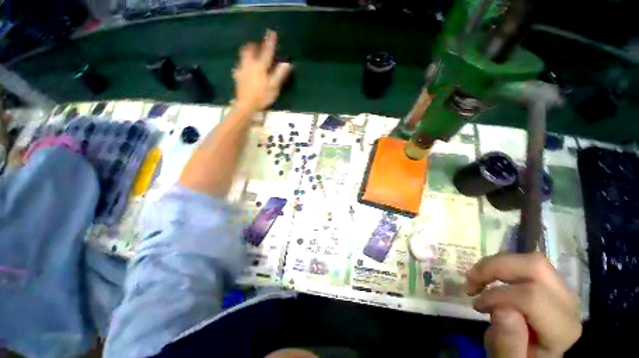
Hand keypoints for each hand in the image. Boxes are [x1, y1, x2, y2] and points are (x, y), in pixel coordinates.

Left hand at [233, 30, 291, 113]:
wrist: (245, 105)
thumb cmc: (262, 96)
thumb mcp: (273, 87)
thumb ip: (279, 75)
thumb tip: (287, 64)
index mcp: (260, 66)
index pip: (266, 52)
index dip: (270, 42)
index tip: (271, 32)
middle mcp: (249, 65)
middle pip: (249, 50)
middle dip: (254, 45)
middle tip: (257, 44)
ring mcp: (242, 70)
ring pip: (243, 56)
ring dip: (247, 52)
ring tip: (251, 53)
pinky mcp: (237, 77)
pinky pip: (239, 66)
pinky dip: (243, 64)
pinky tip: (244, 68)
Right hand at [465, 253, 581, 356]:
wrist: (534, 356)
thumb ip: (508, 345)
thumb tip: (503, 310)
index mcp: (561, 329)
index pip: (532, 297)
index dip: (498, 296)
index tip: (476, 306)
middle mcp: (568, 303)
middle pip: (535, 267)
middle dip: (495, 267)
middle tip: (470, 280)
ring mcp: (562, 289)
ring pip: (530, 259)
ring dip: (495, 264)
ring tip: (476, 277)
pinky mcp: (551, 283)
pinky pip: (526, 263)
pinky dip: (501, 265)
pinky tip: (488, 278)